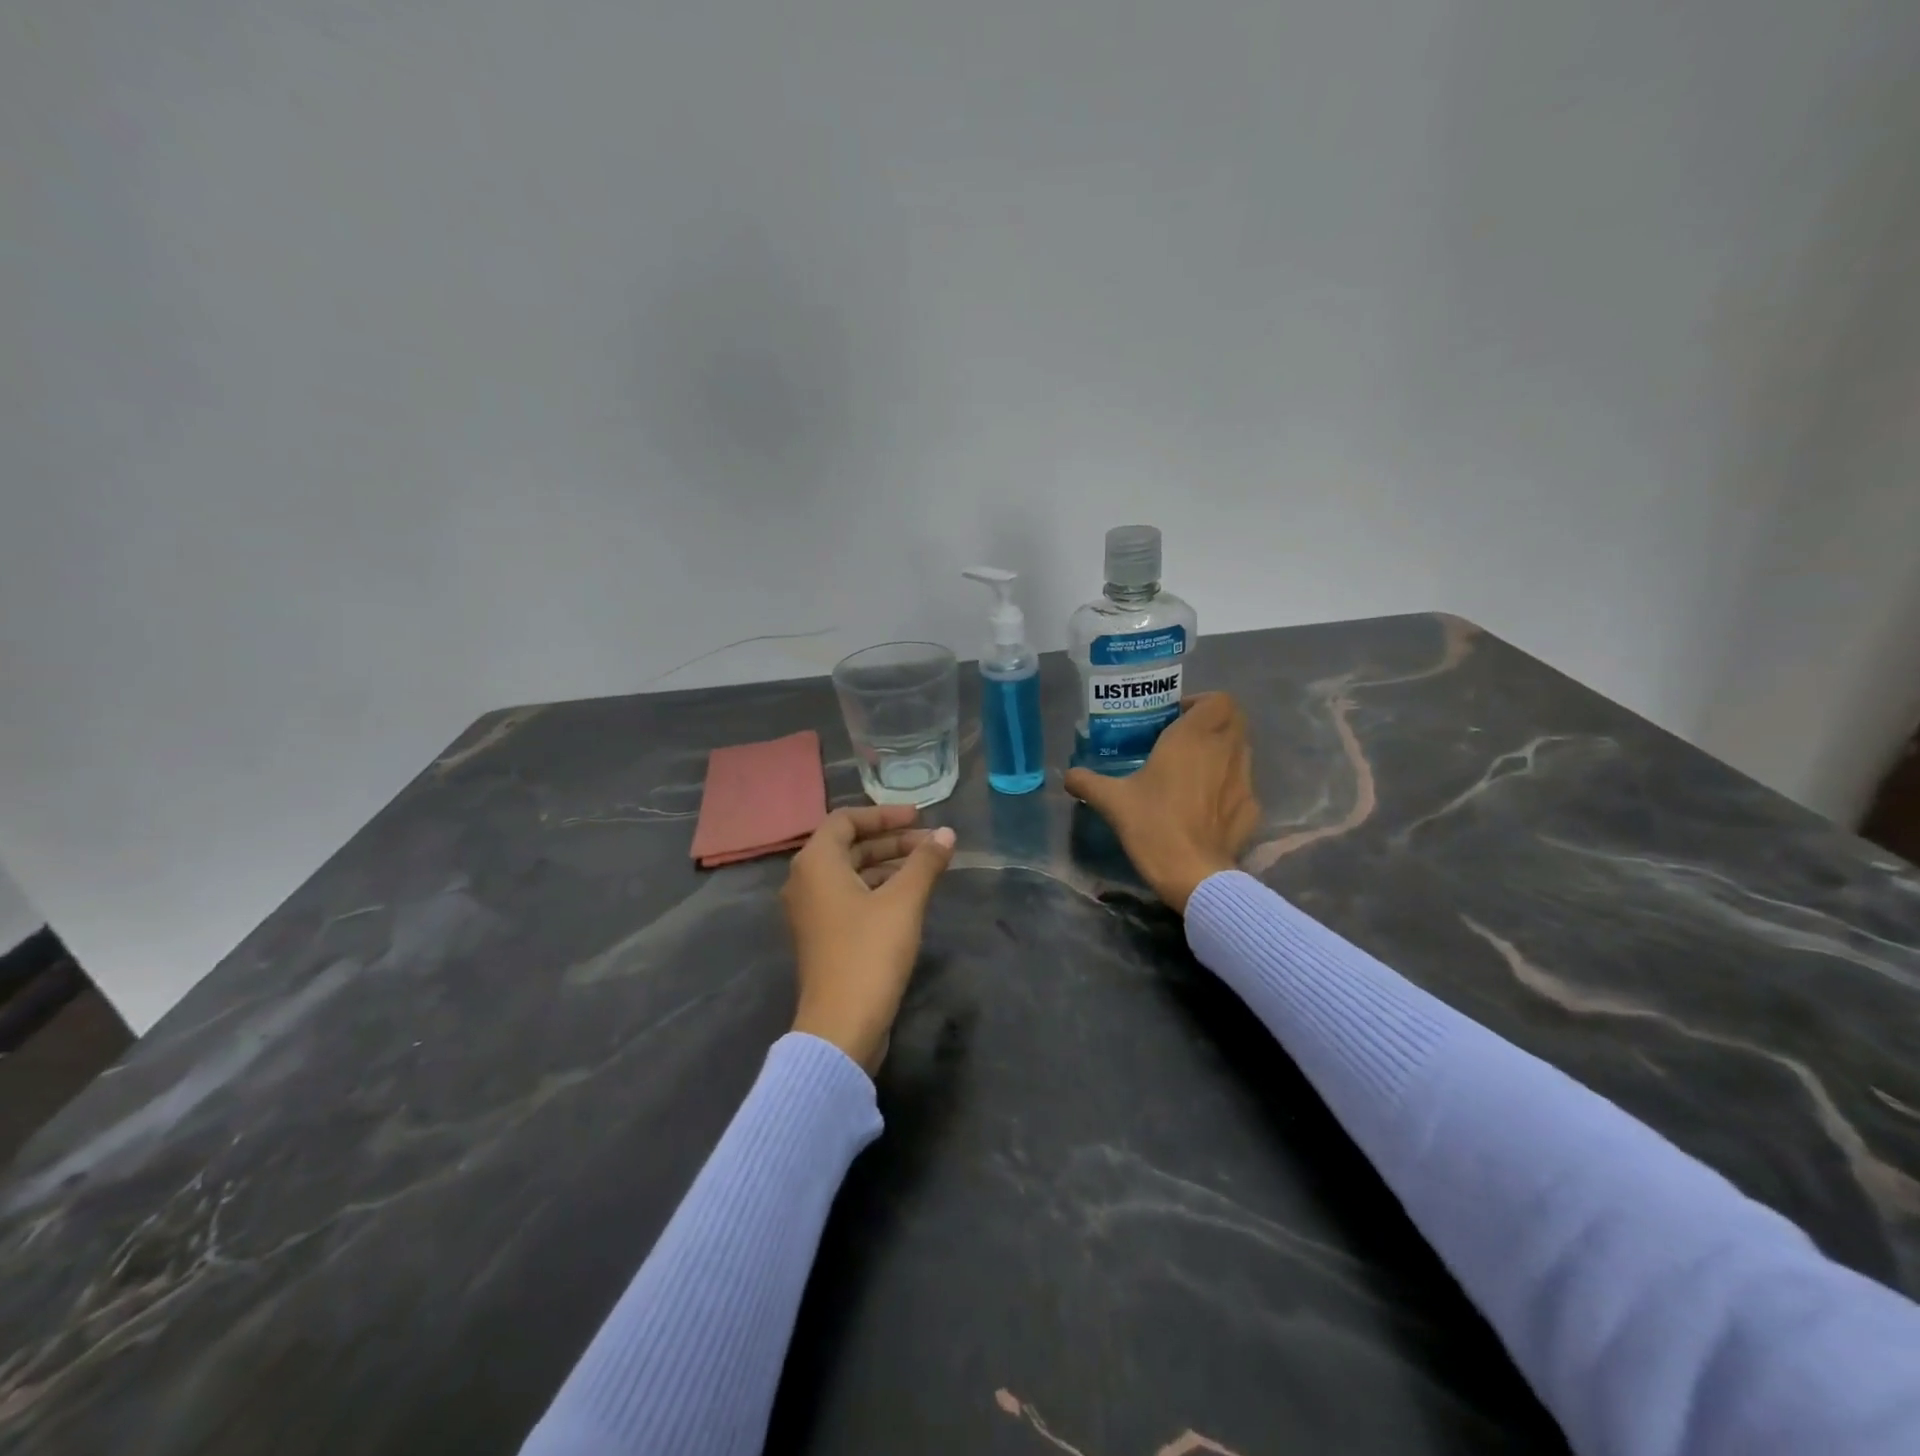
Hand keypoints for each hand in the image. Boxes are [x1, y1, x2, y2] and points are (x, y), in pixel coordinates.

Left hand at [783, 805, 957, 1072]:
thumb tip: (946, 833)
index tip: (919, 818)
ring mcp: (812, 911)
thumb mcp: (903, 902)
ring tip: (928, 866)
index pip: (845, 819)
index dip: (884, 814)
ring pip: (851, 873)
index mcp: (815, 864)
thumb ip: (925, 863)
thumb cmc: (869, 953)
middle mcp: (806, 881)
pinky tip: (910, 896)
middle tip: (931, 843)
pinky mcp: (823, 936)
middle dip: (891, 840)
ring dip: (888, 864)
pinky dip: (878, 888)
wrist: (841, 1026)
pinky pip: (850, 896)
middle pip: (849, 845)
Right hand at [1064, 693, 1259, 913]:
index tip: (1175, 718)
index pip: (1218, 700)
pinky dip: (1228, 784)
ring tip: (1194, 769)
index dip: (1200, 702)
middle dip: (1213, 722)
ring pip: (1242, 749)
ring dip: (1222, 750)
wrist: (1193, 874)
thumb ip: (1087, 782)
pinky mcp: (1251, 808)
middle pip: (1235, 719)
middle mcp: (1225, 750)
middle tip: (1184, 738)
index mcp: (1193, 738)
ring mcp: (1244, 779)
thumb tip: (1068, 775)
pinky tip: (1207, 803)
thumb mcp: (1111, 801)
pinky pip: (1243, 783)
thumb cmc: (1153, 826)